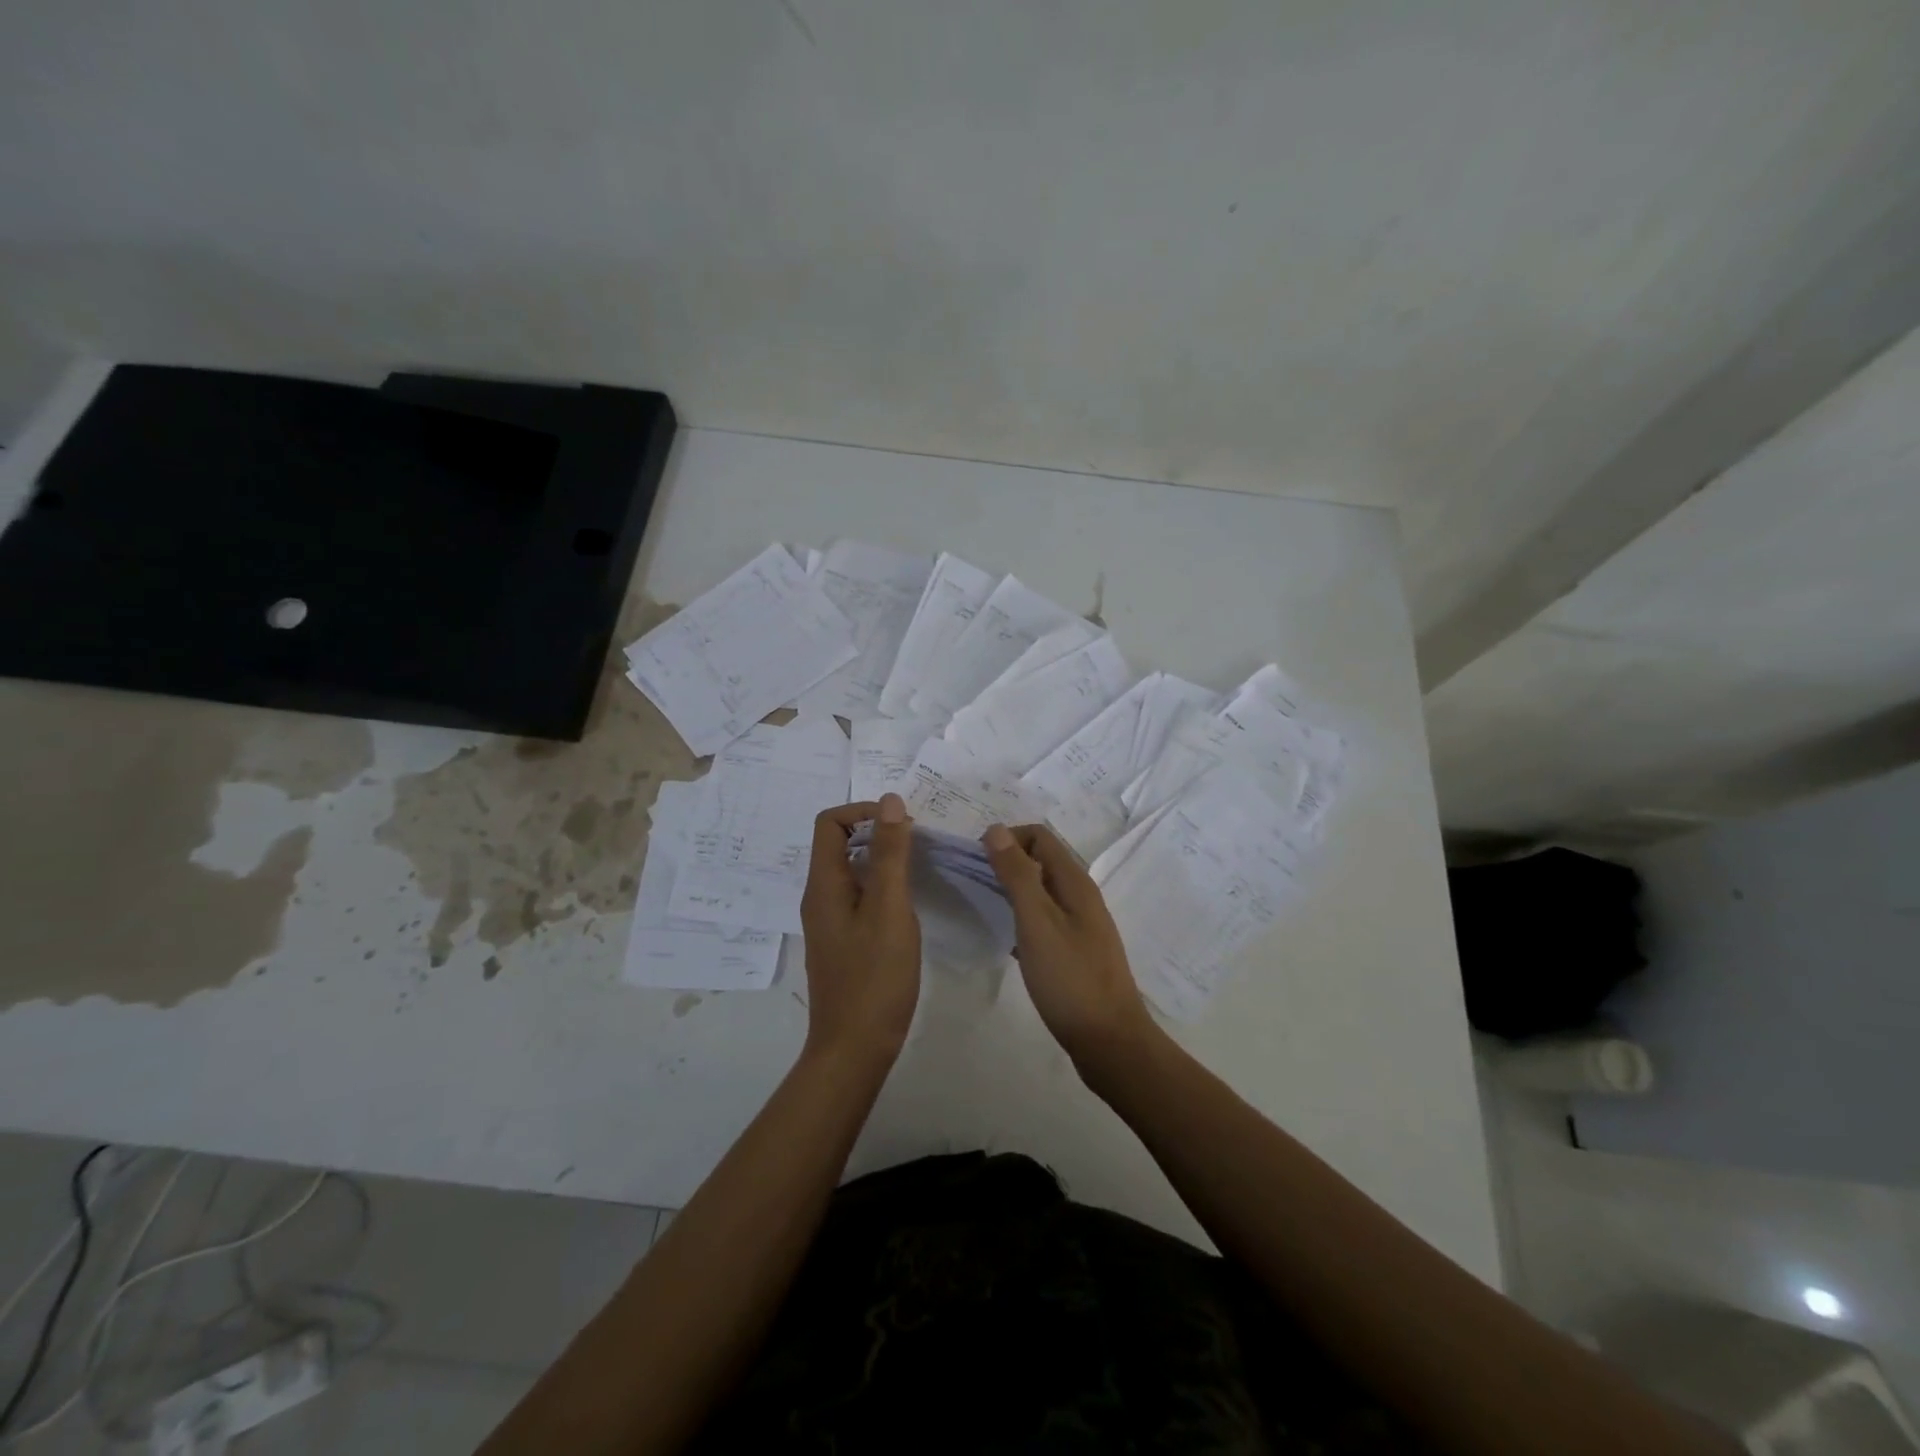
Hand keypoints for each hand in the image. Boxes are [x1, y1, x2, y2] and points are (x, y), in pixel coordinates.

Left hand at [799, 794, 921, 1064]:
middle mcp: (820, 897)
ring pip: (852, 870)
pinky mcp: (843, 940)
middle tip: (918, 844)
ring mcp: (830, 920)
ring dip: (882, 859)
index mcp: (824, 884)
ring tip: (919, 867)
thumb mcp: (889, 908)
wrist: (854, 1048)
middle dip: (877, 832)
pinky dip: (882, 886)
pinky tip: (908, 902)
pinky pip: (858, 895)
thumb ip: (889, 854)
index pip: (830, 822)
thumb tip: (890, 802)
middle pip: (839, 843)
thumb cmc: (874, 977)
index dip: (864, 812)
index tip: (903, 825)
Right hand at [982, 823, 1158, 1074]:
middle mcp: (1080, 895)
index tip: (977, 862)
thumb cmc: (1070, 978)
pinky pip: (1043, 918)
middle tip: (974, 883)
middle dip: (1006, 861)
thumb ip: (1017, 875)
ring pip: (1040, 890)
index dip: (1006, 839)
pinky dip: (1021, 916)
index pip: (1039, 836)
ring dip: (1011, 889)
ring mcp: (1080, 924)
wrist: (1109, 1041)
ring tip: (983, 906)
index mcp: (1074, 882)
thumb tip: (996, 830)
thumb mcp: (1037, 922)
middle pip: (1040, 860)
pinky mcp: (1074, 949)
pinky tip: (1004, 937)